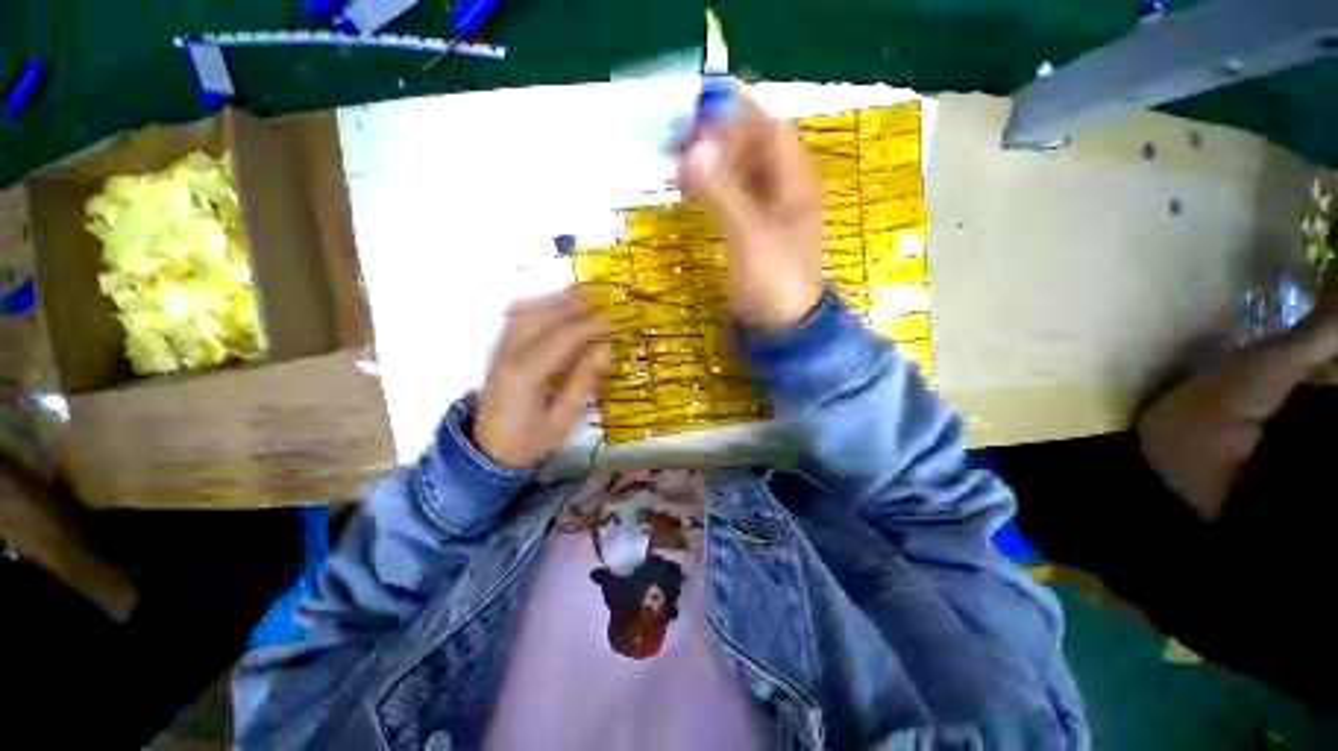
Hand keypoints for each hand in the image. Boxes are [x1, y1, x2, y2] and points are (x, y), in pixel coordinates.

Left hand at [473, 290, 610, 468]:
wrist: (489, 451)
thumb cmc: (530, 440)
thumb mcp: (563, 419)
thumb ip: (583, 382)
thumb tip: (605, 349)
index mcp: (525, 375)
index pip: (562, 338)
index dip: (591, 325)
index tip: (615, 319)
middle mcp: (508, 354)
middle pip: (541, 316)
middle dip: (574, 304)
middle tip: (604, 300)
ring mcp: (499, 350)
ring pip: (526, 311)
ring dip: (555, 300)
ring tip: (584, 296)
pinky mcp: (499, 350)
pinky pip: (517, 317)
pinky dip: (538, 305)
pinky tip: (556, 304)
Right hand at [679, 88, 824, 328]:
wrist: (782, 326)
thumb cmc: (774, 279)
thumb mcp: (749, 234)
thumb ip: (722, 192)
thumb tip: (693, 150)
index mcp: (796, 182)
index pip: (769, 129)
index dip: (737, 116)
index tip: (699, 112)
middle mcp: (785, 190)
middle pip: (754, 148)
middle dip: (720, 138)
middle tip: (680, 138)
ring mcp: (770, 212)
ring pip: (741, 174)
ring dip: (714, 164)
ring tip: (680, 160)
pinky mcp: (754, 232)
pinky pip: (734, 198)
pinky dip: (714, 190)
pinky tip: (692, 190)